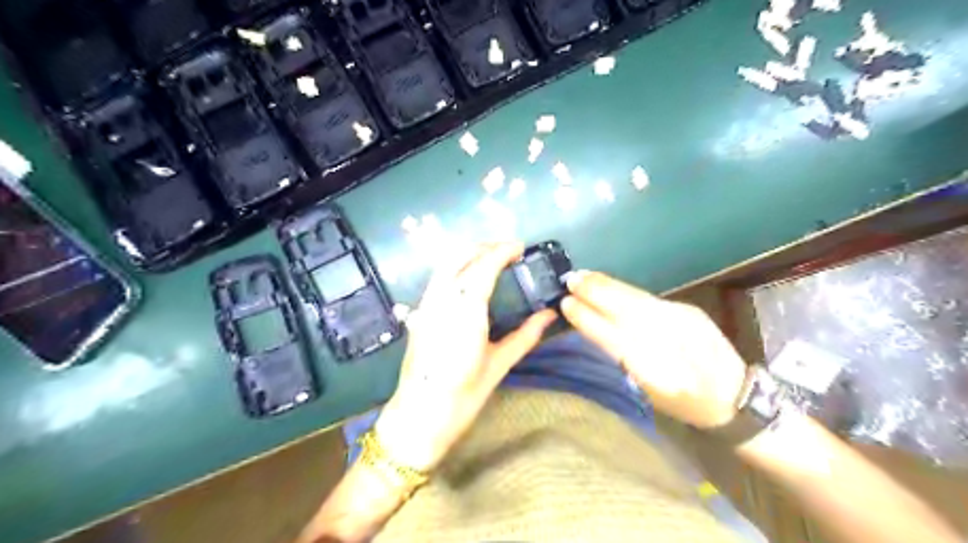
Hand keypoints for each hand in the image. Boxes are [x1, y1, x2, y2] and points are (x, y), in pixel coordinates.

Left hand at [374, 245, 555, 472]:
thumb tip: (550, 315)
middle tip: (508, 252)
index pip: (483, 266)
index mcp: (465, 312)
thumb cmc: (462, 396)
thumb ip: (526, 335)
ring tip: (492, 260)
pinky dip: (456, 268)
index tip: (519, 248)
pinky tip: (470, 280)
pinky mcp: (418, 314)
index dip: (501, 251)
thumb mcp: (499, 365)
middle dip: (484, 246)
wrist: (418, 416)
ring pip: (445, 264)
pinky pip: (438, 279)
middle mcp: (441, 301)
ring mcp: (425, 305)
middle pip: (459, 256)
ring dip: (468, 254)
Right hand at [560, 271, 745, 427]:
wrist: (735, 396)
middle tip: (570, 280)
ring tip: (584, 276)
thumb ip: (624, 361)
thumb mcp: (650, 393)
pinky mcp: (688, 311)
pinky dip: (625, 290)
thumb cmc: (685, 404)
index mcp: (656, 374)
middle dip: (595, 293)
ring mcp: (682, 323)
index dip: (589, 320)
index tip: (567, 304)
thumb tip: (598, 328)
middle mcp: (670, 344)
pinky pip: (648, 298)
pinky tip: (611, 285)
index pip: (614, 339)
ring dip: (607, 285)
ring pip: (637, 299)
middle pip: (626, 311)